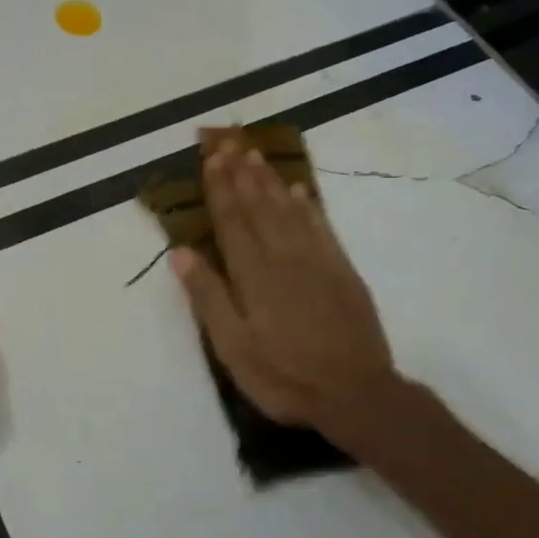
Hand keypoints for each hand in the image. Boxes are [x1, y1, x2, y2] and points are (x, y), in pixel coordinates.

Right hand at [170, 141, 396, 450]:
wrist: (356, 395)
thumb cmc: (284, 375)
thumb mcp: (233, 347)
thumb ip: (209, 297)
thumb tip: (181, 253)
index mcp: (254, 275)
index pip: (232, 221)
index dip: (220, 188)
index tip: (211, 159)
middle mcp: (285, 257)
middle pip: (260, 206)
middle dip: (242, 173)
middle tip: (230, 142)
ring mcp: (318, 262)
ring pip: (289, 210)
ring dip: (271, 181)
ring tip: (256, 156)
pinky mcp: (343, 272)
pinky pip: (322, 228)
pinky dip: (309, 206)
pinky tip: (300, 192)